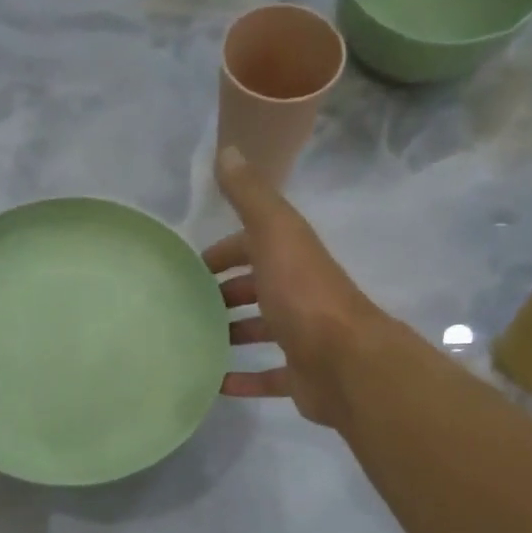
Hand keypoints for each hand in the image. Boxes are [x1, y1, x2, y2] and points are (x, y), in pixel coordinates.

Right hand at [209, 146, 382, 426]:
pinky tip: (215, 383)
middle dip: (225, 293)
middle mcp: (298, 292)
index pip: (254, 245)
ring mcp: (301, 336)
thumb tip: (227, 149)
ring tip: (196, 341)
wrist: (344, 360)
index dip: (224, 252)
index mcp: (291, 257)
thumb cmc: (303, 295)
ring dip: (233, 332)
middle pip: (257, 287)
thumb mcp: (274, 234)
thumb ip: (250, 196)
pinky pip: (267, 376)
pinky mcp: (299, 375)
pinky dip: (242, 379)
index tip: (191, 269)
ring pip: (262, 330)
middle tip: (187, 307)